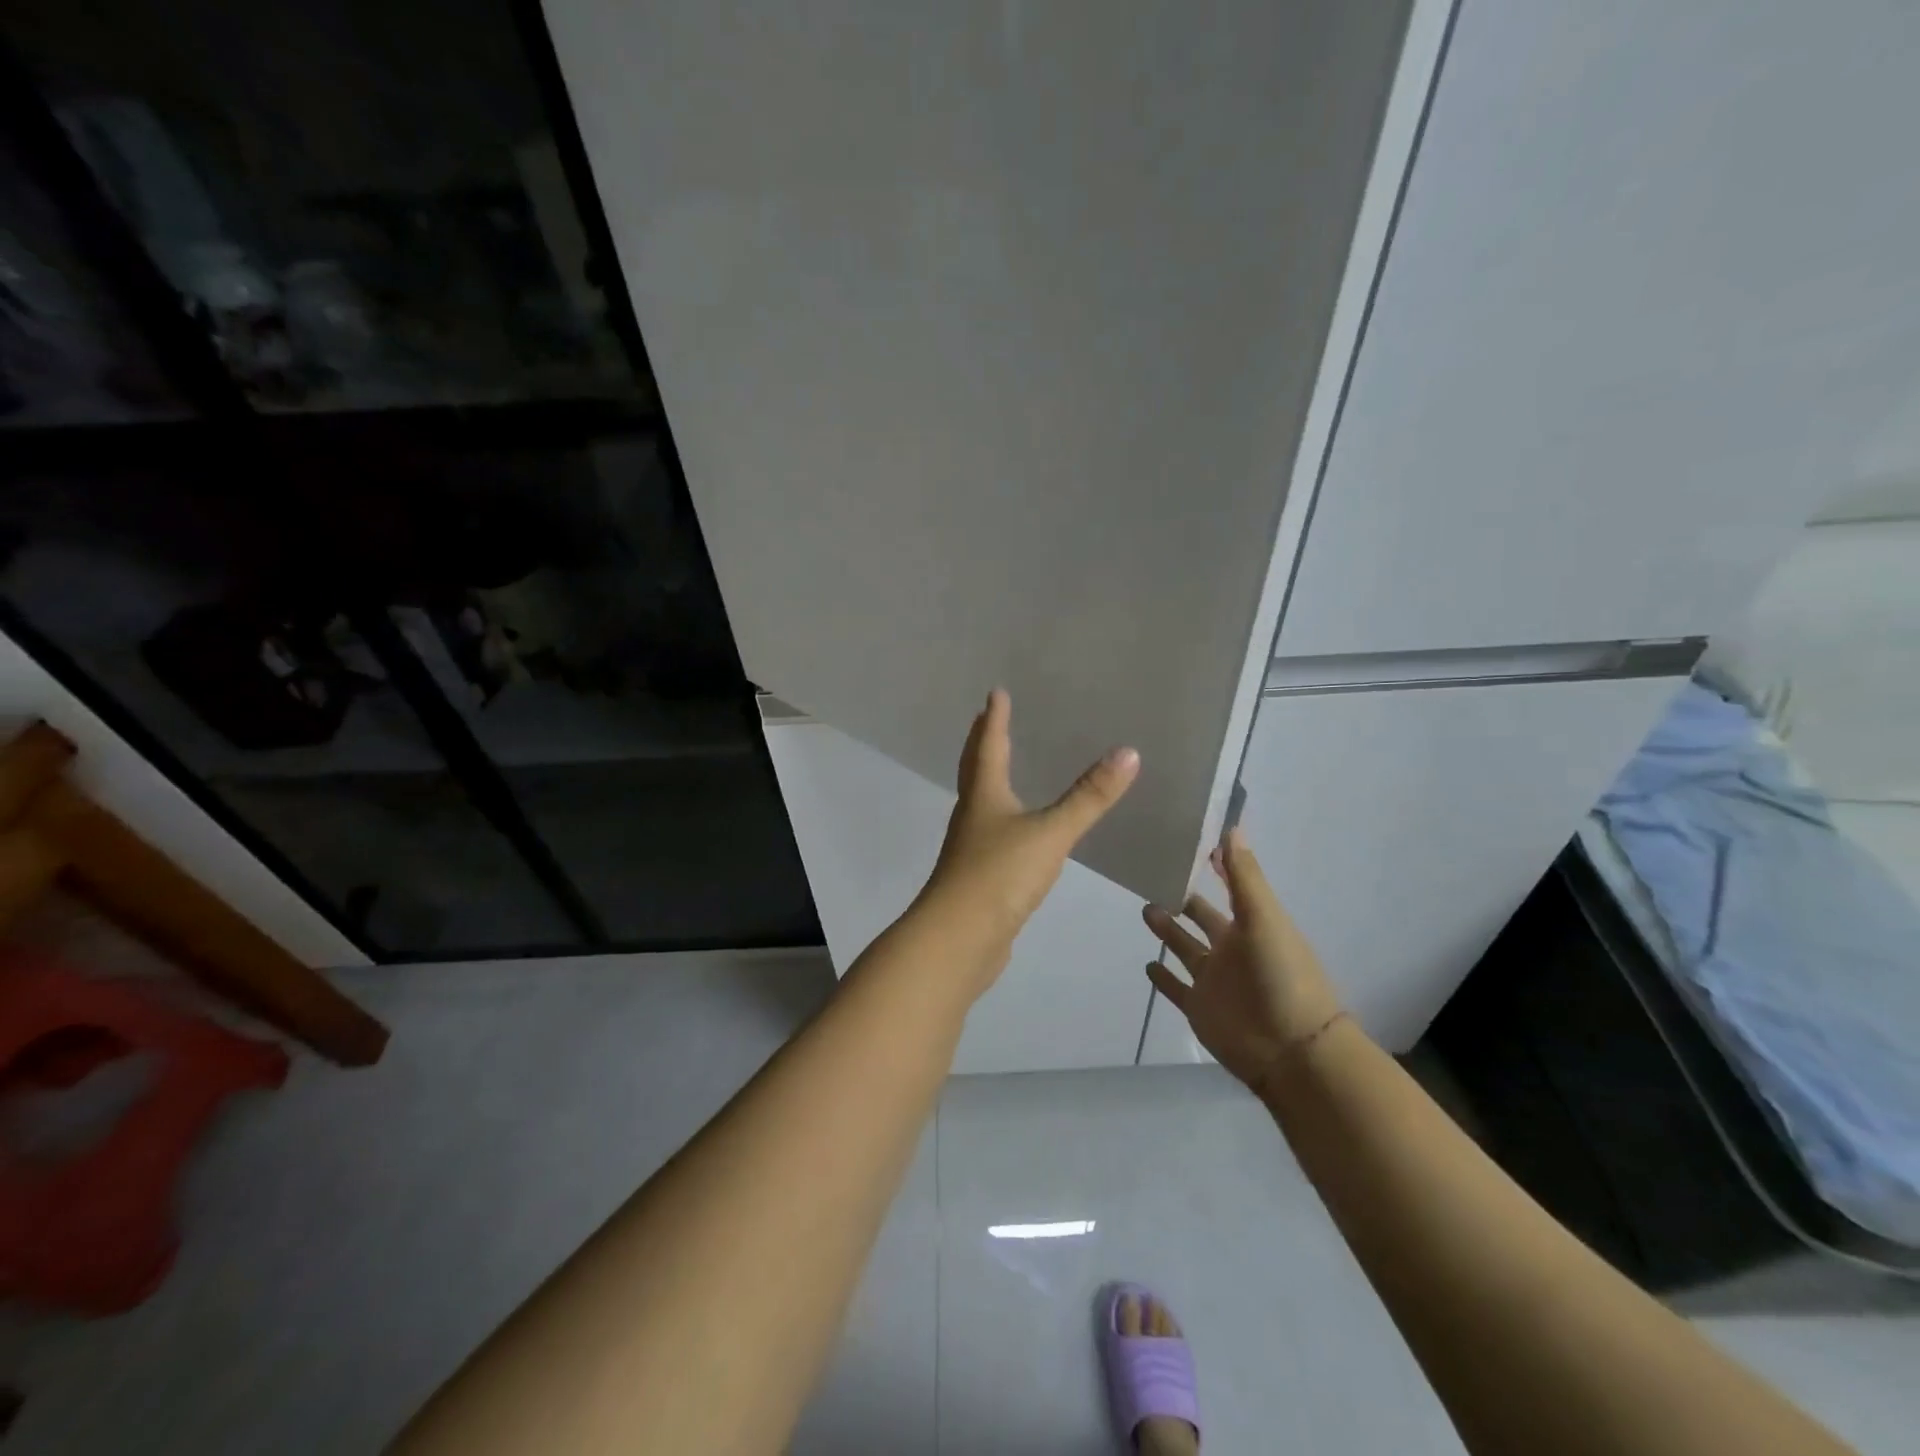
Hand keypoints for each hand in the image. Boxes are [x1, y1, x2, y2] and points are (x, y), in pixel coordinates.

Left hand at [917, 689, 1138, 992]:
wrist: (959, 940)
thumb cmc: (999, 876)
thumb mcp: (1050, 833)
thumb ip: (1088, 797)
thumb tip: (1128, 752)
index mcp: (984, 796)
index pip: (989, 747)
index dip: (994, 719)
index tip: (996, 693)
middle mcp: (972, 816)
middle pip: (974, 770)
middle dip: (983, 743)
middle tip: (988, 720)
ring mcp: (972, 849)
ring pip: (980, 803)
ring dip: (989, 780)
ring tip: (1004, 769)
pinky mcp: (979, 879)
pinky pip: (991, 836)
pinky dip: (1002, 820)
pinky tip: (1015, 832)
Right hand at [1143, 828, 1343, 1093]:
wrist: (1290, 1051)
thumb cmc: (1281, 976)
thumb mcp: (1264, 918)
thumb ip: (1244, 877)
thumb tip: (1231, 827)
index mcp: (1251, 923)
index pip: (1230, 886)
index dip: (1215, 866)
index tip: (1191, 842)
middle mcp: (1231, 948)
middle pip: (1202, 917)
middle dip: (1184, 897)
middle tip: (1154, 874)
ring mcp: (1213, 979)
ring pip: (1184, 948)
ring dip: (1167, 930)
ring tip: (1145, 907)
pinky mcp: (1198, 1007)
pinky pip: (1176, 987)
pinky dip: (1162, 977)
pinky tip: (1146, 963)